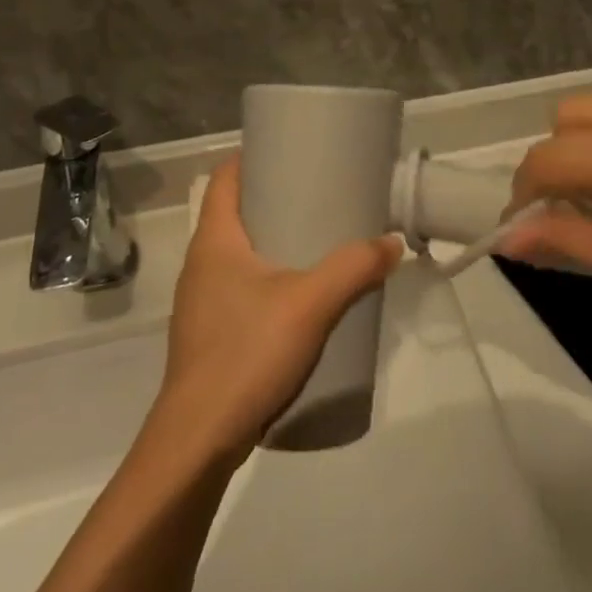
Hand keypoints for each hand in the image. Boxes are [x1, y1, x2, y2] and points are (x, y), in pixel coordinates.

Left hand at [152, 156, 401, 463]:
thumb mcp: (311, 303)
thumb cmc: (246, 354)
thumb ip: (355, 268)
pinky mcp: (211, 334)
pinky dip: (270, 277)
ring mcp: (202, 303)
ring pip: (240, 254)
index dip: (253, 157)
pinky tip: (302, 297)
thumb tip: (392, 243)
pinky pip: (242, 287)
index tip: (292, 150)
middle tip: (322, 193)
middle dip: (276, 199)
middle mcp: (201, 265)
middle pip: (235, 213)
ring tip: (319, 240)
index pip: (225, 179)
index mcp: (214, 242)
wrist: (199, 441)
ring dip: (274, 241)